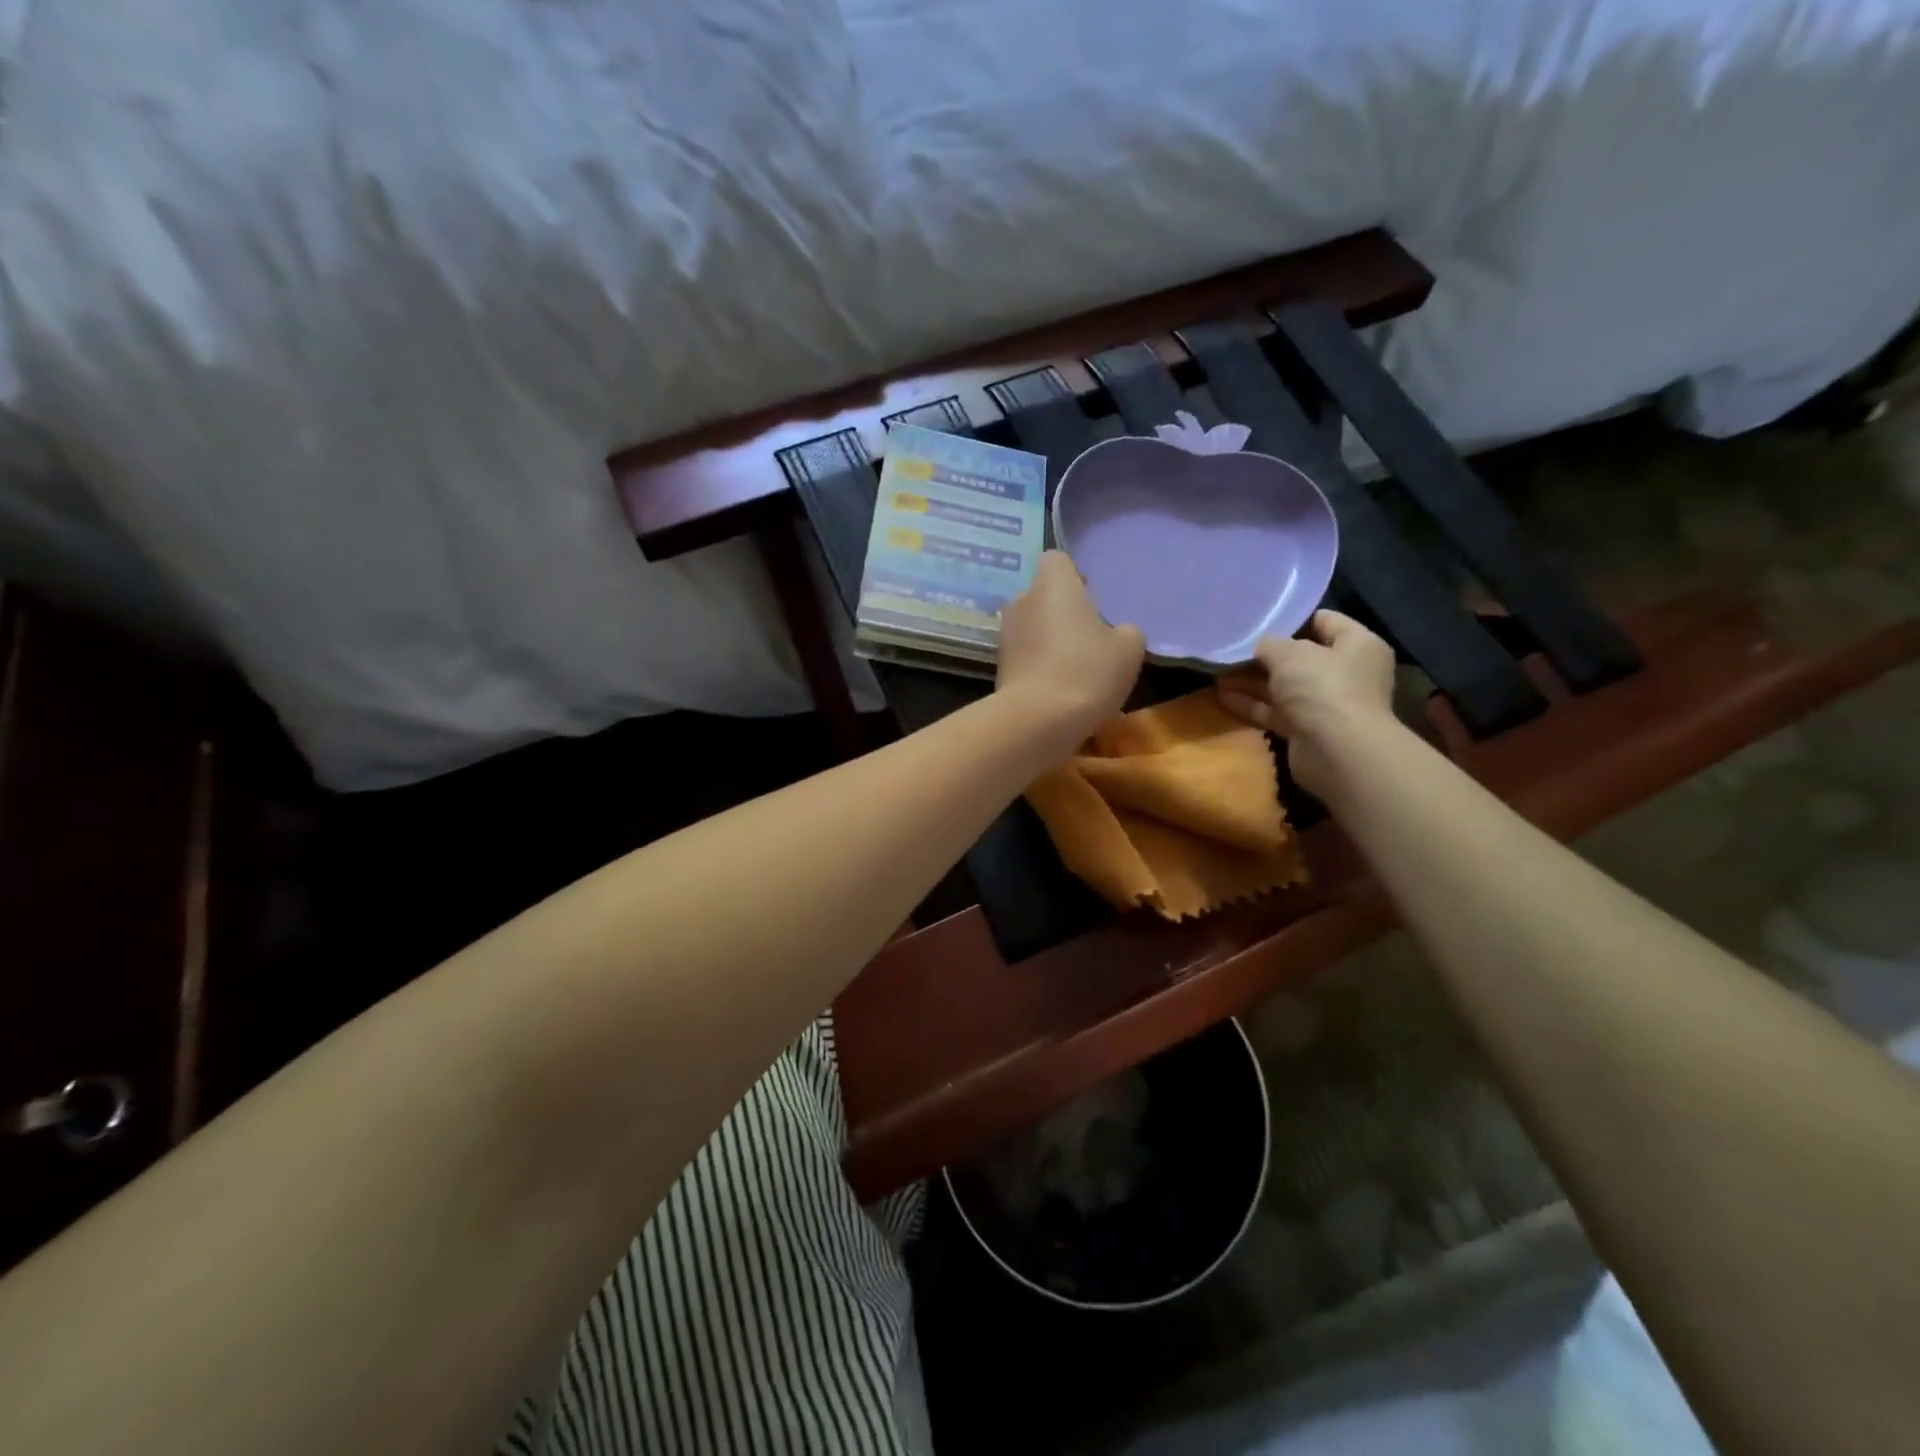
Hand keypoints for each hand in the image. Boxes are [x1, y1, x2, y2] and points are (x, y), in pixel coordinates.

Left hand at [996, 551, 1144, 753]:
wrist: (1037, 720)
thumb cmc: (1087, 671)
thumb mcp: (1128, 649)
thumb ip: (1125, 631)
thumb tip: (1115, 633)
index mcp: (1052, 585)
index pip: (1056, 559)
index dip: (1074, 575)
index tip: (1090, 596)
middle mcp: (1022, 601)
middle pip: (1043, 595)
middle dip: (1062, 610)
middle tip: (1089, 636)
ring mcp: (1005, 635)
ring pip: (1032, 626)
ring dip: (1050, 639)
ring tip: (1076, 667)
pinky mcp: (999, 666)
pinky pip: (1025, 655)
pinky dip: (1039, 665)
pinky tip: (1059, 689)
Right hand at [1217, 610, 1397, 797]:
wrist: (1337, 752)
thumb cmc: (1322, 688)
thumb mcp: (1289, 653)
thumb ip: (1270, 644)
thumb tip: (1261, 648)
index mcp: (1356, 645)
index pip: (1324, 621)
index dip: (1291, 619)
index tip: (1258, 621)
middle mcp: (1346, 672)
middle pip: (1300, 657)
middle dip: (1264, 655)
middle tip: (1230, 650)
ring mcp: (1326, 704)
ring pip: (1284, 686)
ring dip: (1251, 681)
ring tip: (1217, 673)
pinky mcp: (1307, 730)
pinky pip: (1276, 711)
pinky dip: (1252, 704)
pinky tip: (1222, 696)